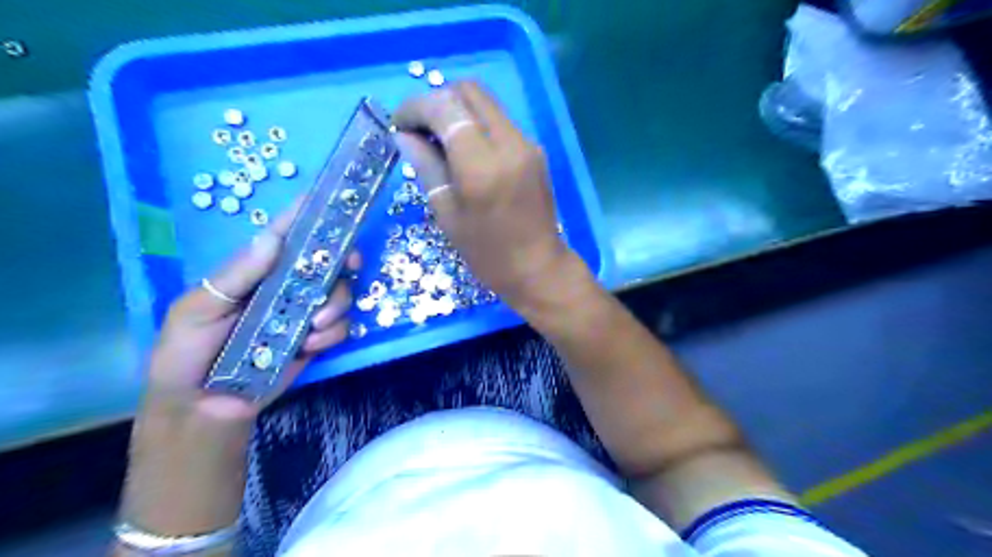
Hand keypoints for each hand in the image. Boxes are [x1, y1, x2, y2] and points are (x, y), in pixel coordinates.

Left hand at [146, 205, 356, 421]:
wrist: (203, 408)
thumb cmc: (187, 353)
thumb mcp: (198, 309)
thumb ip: (236, 275)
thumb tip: (273, 238)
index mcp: (256, 271)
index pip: (285, 234)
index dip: (309, 214)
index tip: (335, 202)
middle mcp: (286, 286)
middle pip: (327, 261)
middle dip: (343, 261)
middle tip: (347, 267)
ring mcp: (304, 312)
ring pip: (341, 293)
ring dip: (336, 306)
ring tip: (311, 328)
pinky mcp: (316, 339)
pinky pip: (341, 327)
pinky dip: (332, 334)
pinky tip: (309, 346)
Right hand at [394, 81, 578, 307]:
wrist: (539, 268)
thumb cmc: (488, 253)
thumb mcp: (448, 214)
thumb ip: (426, 167)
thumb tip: (404, 135)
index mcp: (482, 164)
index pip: (445, 107)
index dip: (415, 107)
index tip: (398, 125)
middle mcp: (509, 142)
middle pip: (469, 91)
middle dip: (437, 100)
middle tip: (418, 128)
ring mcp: (527, 143)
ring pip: (486, 103)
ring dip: (457, 110)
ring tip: (438, 139)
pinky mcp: (535, 150)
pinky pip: (499, 121)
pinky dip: (475, 123)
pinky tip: (464, 150)